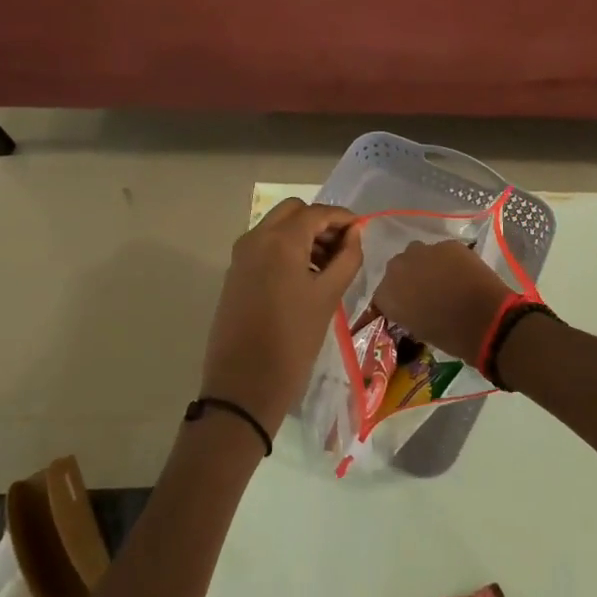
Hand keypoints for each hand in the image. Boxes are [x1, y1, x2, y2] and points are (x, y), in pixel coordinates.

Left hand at [200, 199, 363, 433]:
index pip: (317, 213)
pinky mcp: (235, 274)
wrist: (244, 384)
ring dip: (303, 235)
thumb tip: (354, 234)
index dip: (343, 218)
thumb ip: (347, 258)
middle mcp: (256, 238)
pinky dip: (286, 249)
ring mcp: (241, 256)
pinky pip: (264, 247)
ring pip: (277, 227)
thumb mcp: (328, 296)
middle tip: (342, 248)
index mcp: (280, 240)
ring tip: (328, 267)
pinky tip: (304, 278)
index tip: (362, 232)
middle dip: (320, 223)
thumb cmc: (293, 340)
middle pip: (293, 212)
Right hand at [370, 241, 515, 361]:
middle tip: (424, 293)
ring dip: (425, 266)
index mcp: (387, 294)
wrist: (486, 318)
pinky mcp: (448, 245)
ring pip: (418, 255)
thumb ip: (406, 313)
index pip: (381, 296)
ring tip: (442, 280)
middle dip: (408, 279)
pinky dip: (447, 261)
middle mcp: (398, 268)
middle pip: (397, 270)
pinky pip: (441, 252)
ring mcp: (424, 252)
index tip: (404, 309)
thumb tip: (411, 307)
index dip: (394, 302)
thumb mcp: (418, 330)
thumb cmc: (450, 335)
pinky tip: (460, 273)